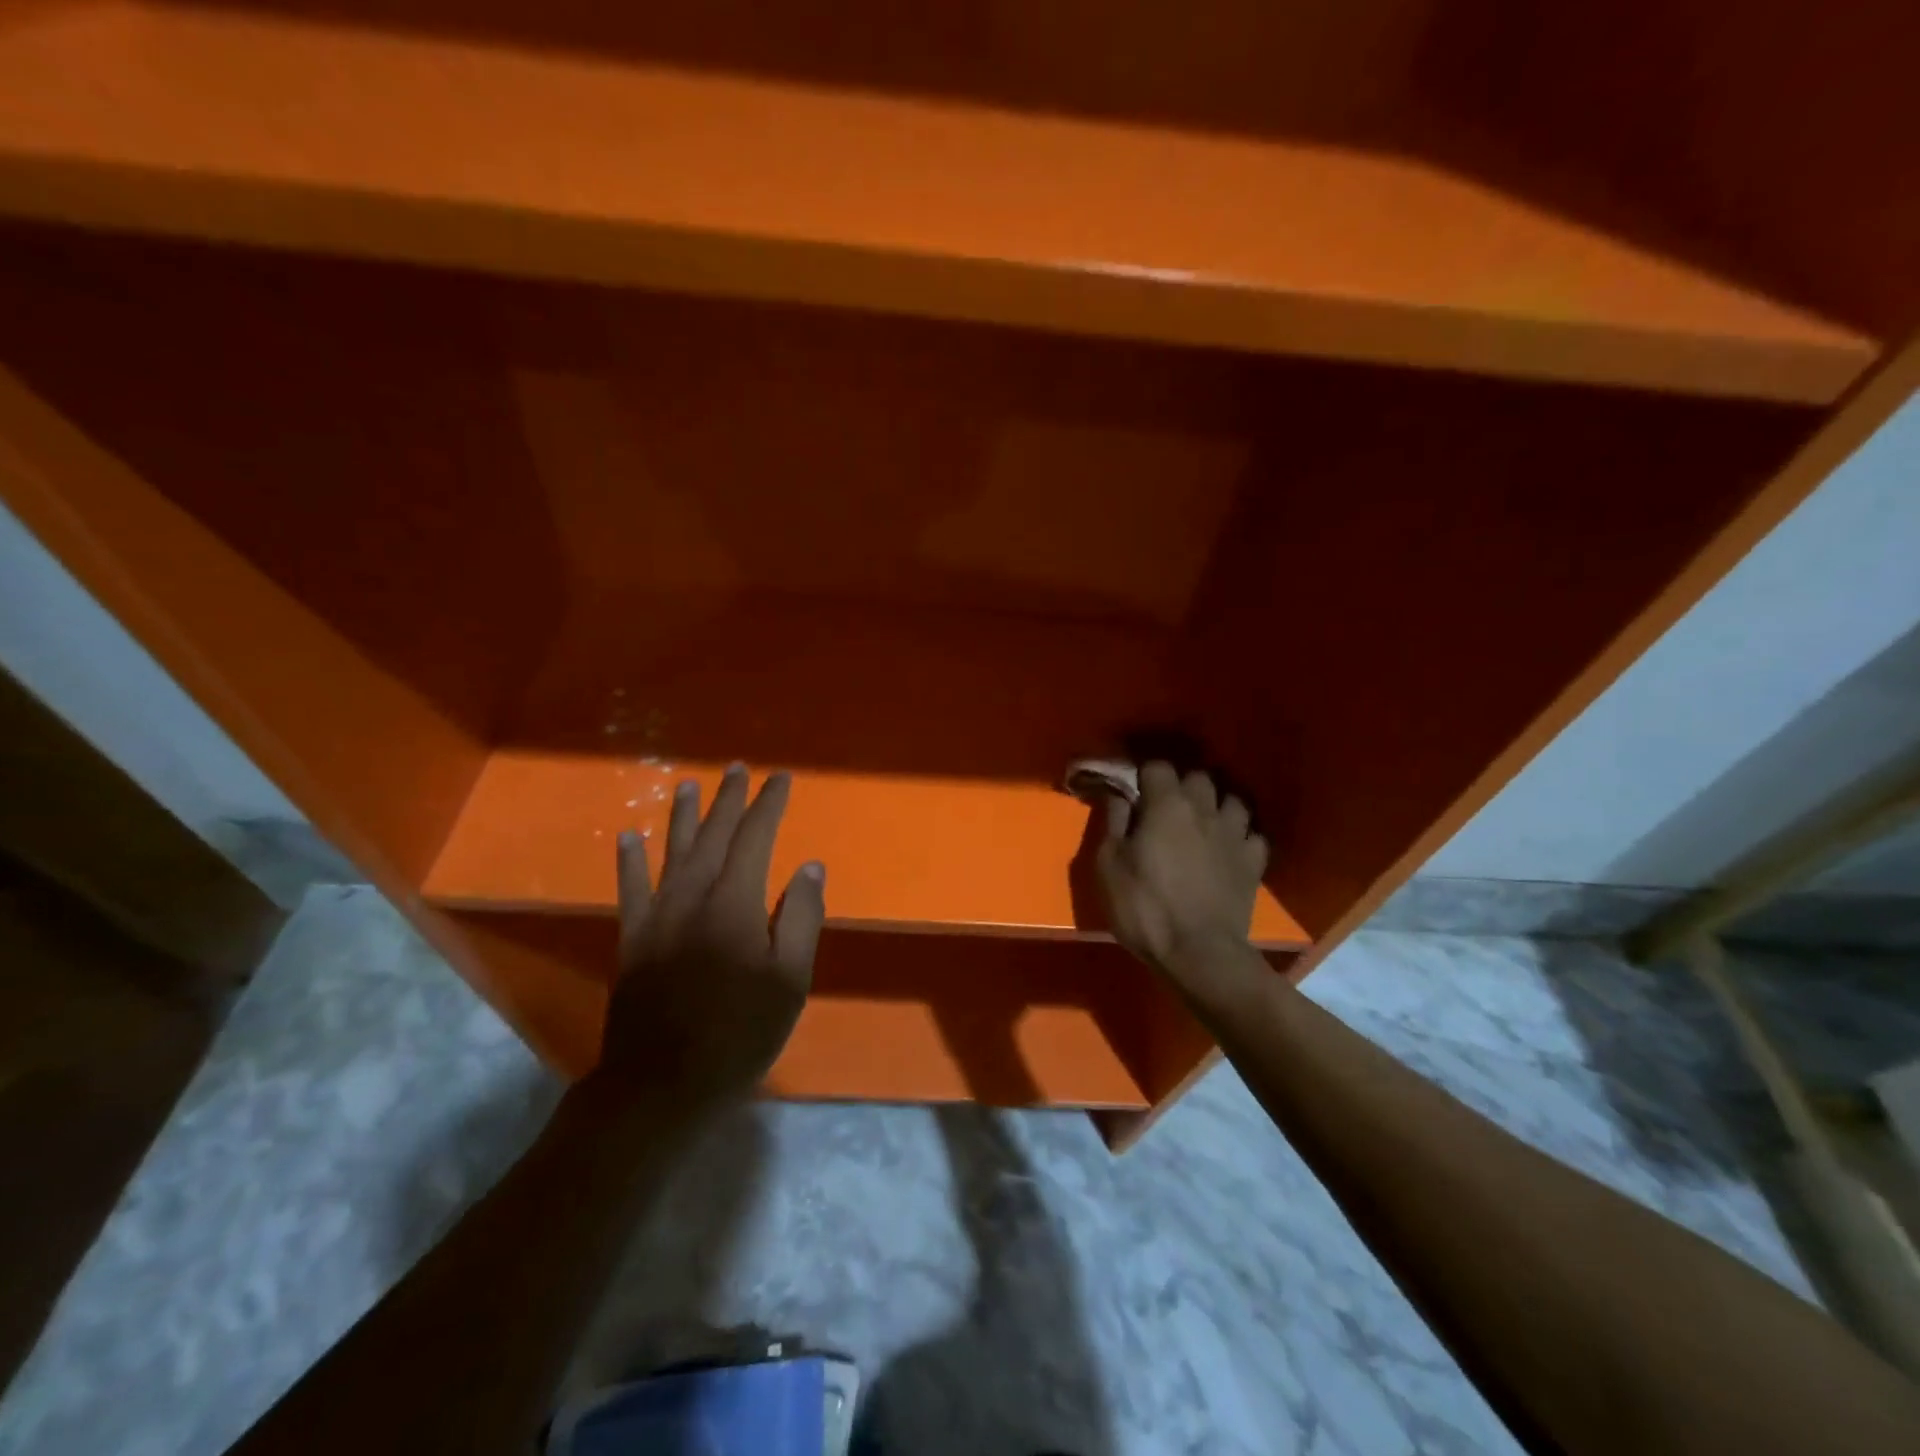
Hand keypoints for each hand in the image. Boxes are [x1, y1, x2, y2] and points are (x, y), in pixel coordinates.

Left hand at [596, 764, 825, 1103]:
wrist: (663, 1083)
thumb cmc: (739, 1033)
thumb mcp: (789, 981)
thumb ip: (799, 918)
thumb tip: (809, 867)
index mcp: (734, 903)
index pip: (755, 838)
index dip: (768, 805)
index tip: (780, 779)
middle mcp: (692, 896)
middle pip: (712, 835)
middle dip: (727, 799)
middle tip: (737, 769)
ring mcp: (657, 916)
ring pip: (671, 852)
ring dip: (681, 816)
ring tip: (688, 784)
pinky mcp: (633, 939)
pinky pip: (630, 889)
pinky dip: (629, 861)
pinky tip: (628, 836)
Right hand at [1096, 761, 1267, 984]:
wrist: (1199, 953)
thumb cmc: (1145, 907)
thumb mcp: (1108, 865)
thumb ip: (1113, 821)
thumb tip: (1117, 793)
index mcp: (1166, 805)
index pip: (1158, 766)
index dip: (1144, 774)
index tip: (1133, 789)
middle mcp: (1205, 809)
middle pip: (1198, 777)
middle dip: (1181, 785)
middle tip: (1165, 806)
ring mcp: (1235, 834)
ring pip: (1232, 800)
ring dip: (1216, 805)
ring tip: (1203, 822)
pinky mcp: (1254, 862)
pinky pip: (1252, 835)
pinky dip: (1241, 836)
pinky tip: (1230, 848)